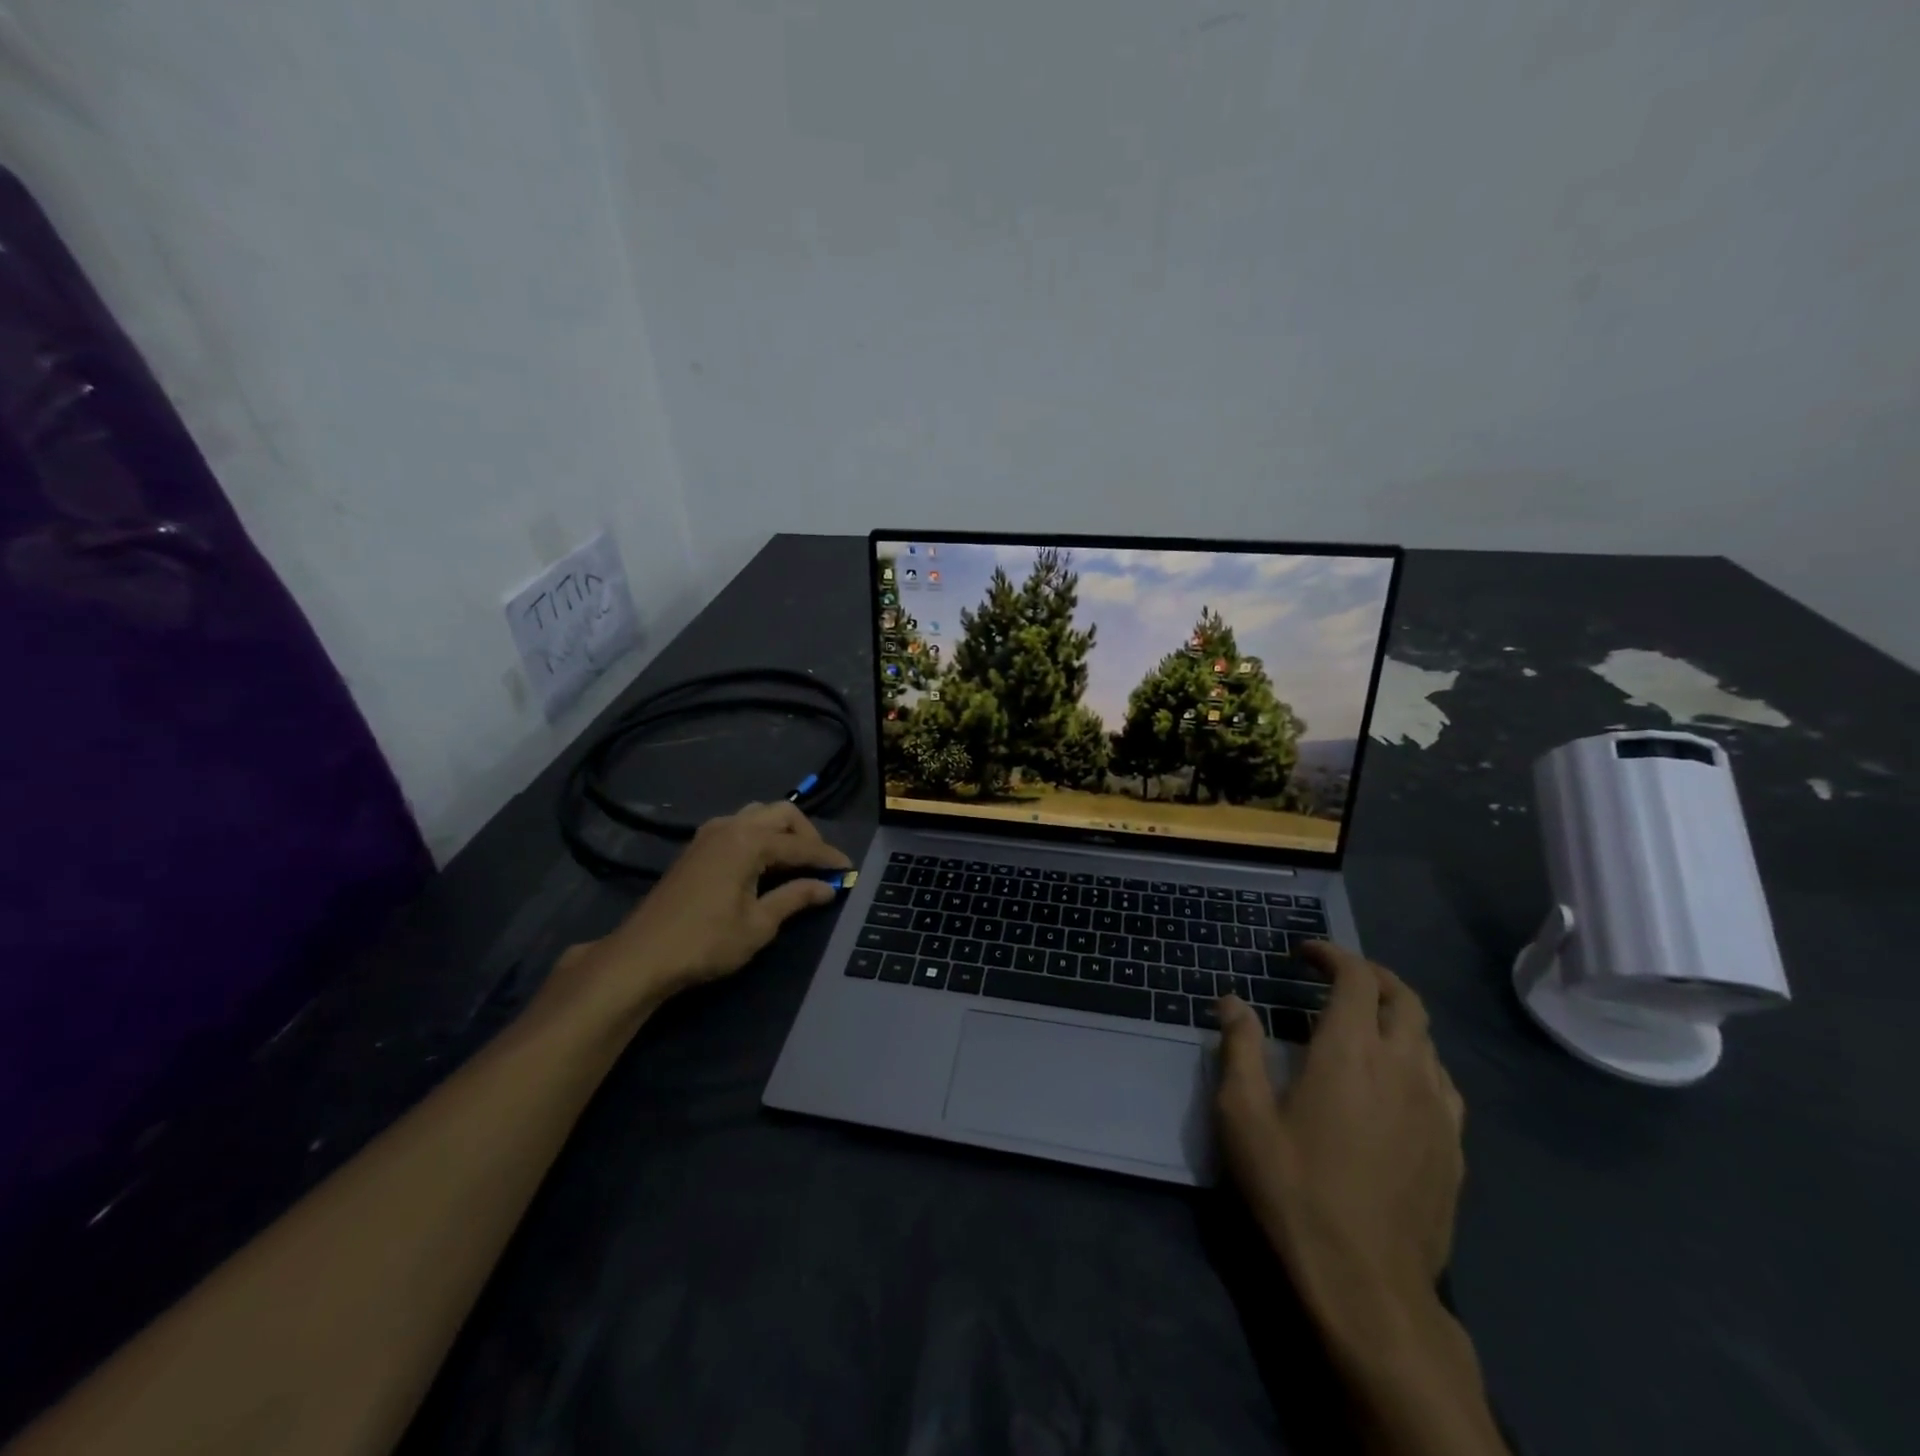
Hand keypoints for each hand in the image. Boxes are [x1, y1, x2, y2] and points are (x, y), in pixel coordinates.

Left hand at [541, 803, 851, 1030]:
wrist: (642, 956)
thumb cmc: (706, 942)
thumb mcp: (759, 924)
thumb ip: (795, 898)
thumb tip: (828, 888)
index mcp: (748, 841)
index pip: (800, 845)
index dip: (828, 858)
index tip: (850, 870)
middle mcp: (730, 826)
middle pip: (781, 814)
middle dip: (806, 835)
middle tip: (820, 864)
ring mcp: (709, 834)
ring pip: (757, 815)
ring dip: (781, 832)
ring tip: (794, 862)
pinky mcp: (696, 848)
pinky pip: (738, 826)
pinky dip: (759, 837)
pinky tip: (763, 864)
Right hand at [1214, 941, 1464, 1312]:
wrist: (1366, 1284)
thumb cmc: (1294, 1189)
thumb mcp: (1243, 1115)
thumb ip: (1239, 1048)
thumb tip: (1231, 1000)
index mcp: (1350, 1051)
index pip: (1356, 977)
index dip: (1332, 954)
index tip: (1304, 954)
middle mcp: (1402, 1067)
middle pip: (1404, 997)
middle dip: (1371, 975)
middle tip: (1336, 977)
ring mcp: (1437, 1108)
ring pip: (1428, 1038)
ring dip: (1395, 1016)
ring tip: (1362, 1026)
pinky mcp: (1453, 1147)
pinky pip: (1443, 1082)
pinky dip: (1418, 1059)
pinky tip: (1396, 1082)